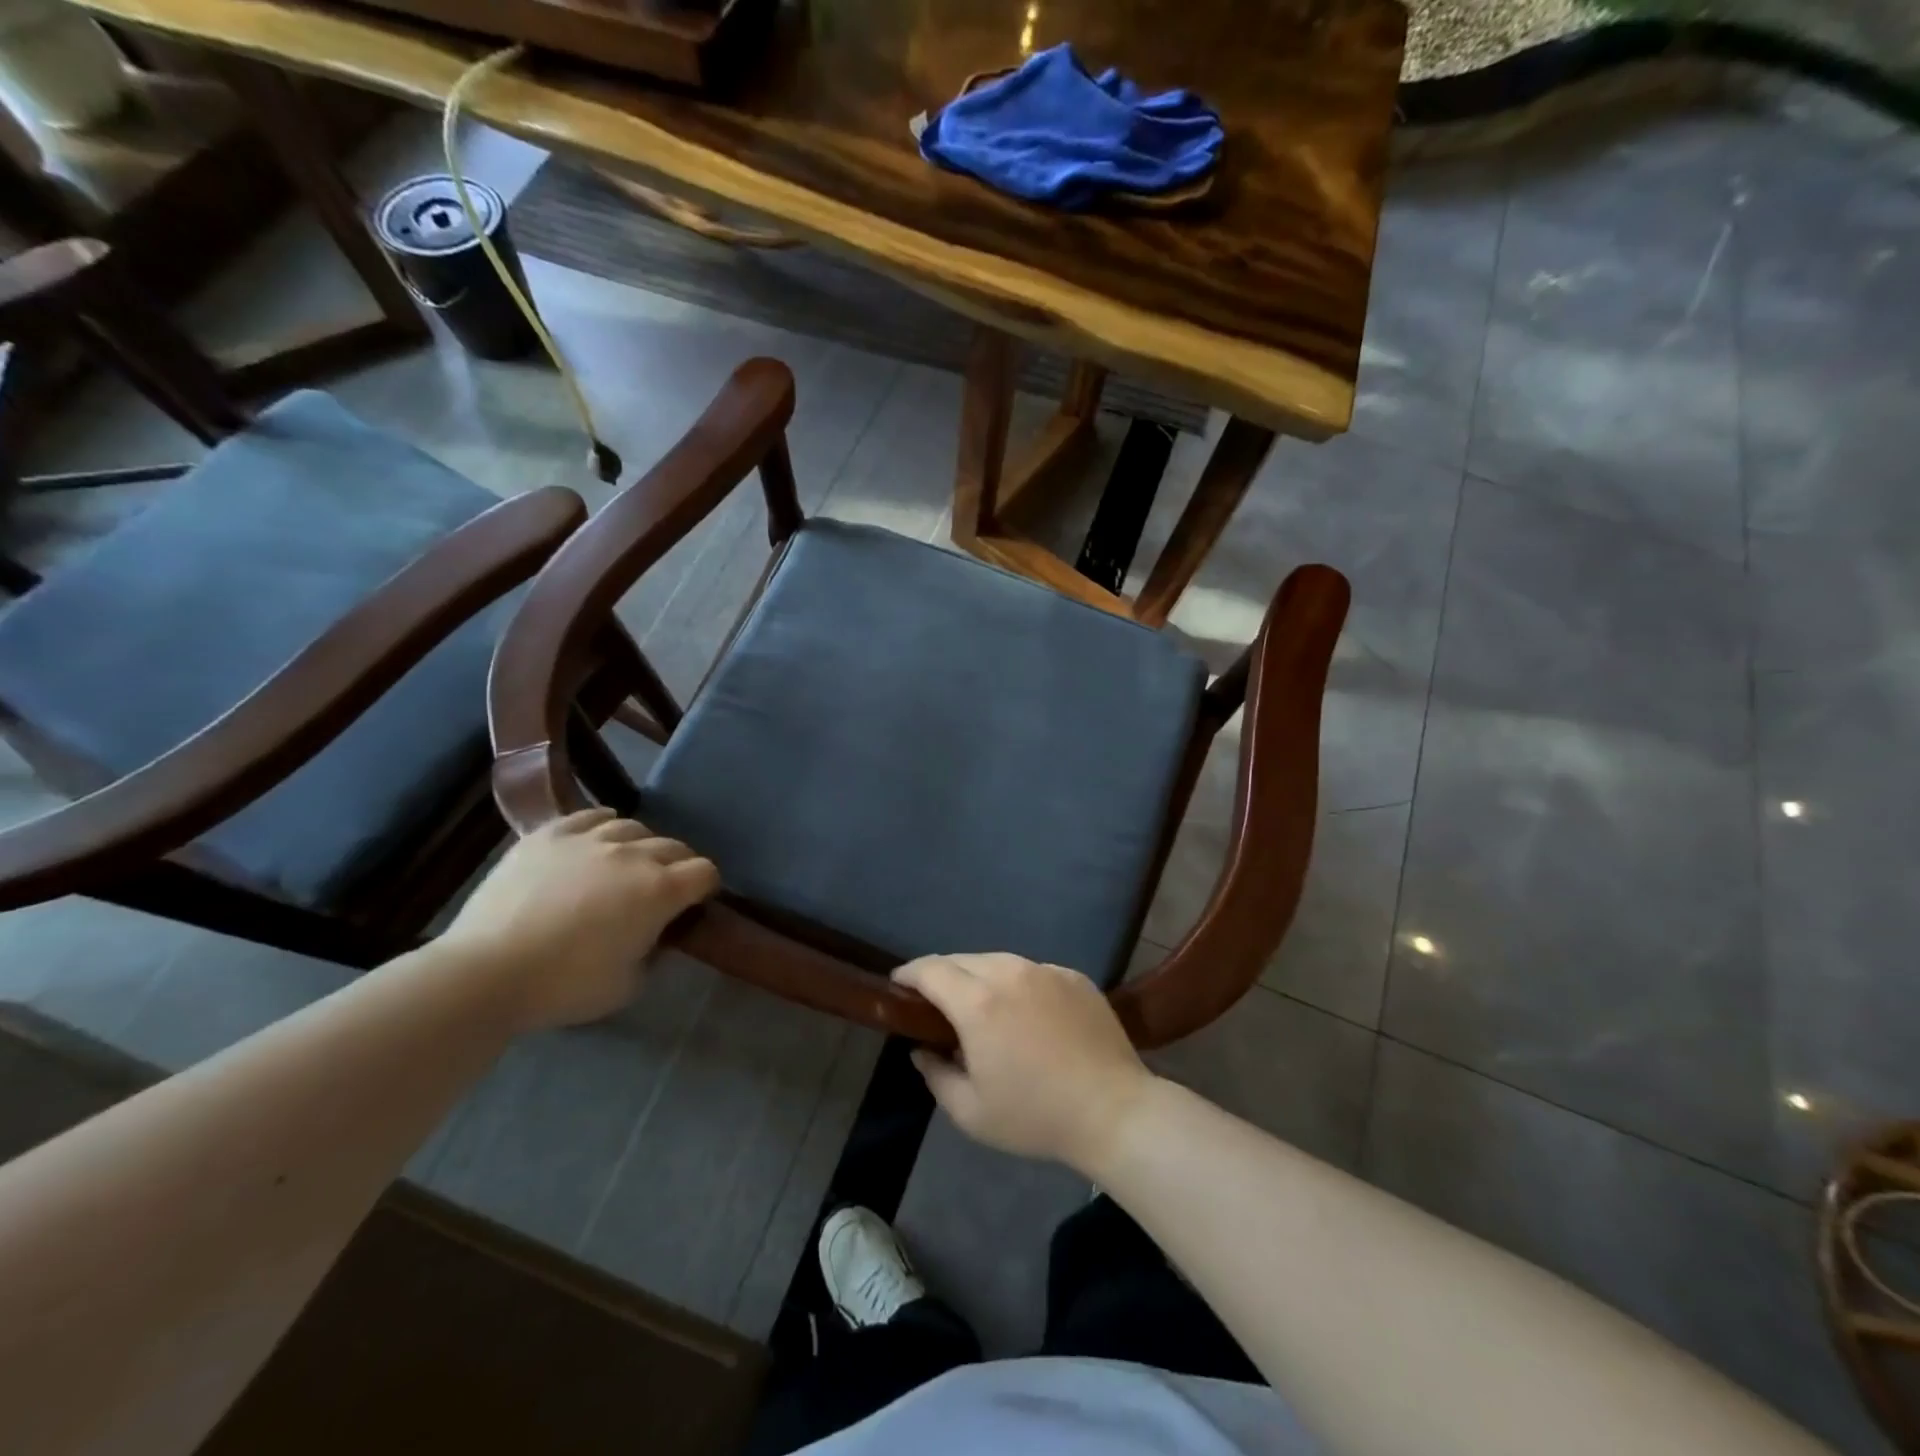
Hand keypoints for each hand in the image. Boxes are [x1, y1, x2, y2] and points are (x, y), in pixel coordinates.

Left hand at [442, 809, 718, 1031]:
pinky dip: (602, 824)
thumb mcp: (629, 985)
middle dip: (679, 865)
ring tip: (628, 863)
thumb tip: (654, 935)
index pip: (705, 871)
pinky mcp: (550, 835)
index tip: (695, 904)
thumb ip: (653, 952)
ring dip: (641, 845)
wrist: (486, 972)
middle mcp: (633, 855)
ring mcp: (590, 839)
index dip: (706, 887)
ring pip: (633, 827)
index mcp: (660, 891)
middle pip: (674, 846)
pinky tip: (598, 836)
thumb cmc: (565, 986)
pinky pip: (589, 816)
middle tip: (664, 888)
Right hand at [893, 953, 1155, 1173]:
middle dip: (941, 975)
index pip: (930, 970)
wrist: (1113, 1110)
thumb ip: (935, 1074)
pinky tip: (1025, 1013)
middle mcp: (1009, 973)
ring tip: (980, 1005)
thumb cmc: (1035, 1116)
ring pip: (998, 961)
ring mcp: (1045, 970)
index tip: (898, 984)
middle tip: (936, 1002)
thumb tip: (921, 1049)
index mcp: (978, 1003)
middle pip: (962, 960)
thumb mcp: (971, 1112)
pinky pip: (1032, 971)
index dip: (909, 973)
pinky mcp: (1073, 976)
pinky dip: (1017, 984)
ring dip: (979, 977)